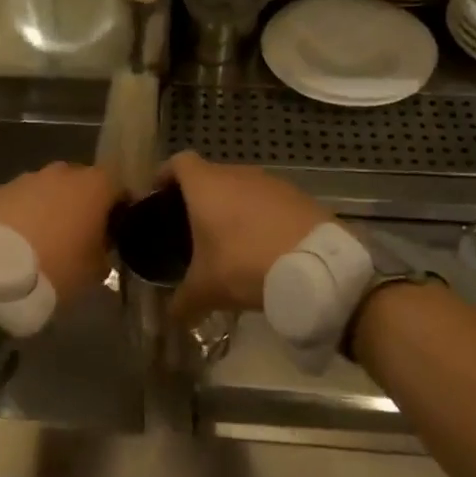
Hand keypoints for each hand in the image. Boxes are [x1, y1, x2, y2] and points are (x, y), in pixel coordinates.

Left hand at [0, 162, 118, 303]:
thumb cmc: (59, 268)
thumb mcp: (96, 269)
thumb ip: (105, 250)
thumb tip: (101, 244)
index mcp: (94, 186)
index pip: (118, 186)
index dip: (119, 206)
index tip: (117, 228)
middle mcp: (62, 173)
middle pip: (81, 181)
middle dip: (82, 202)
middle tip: (81, 231)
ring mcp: (27, 179)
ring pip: (47, 187)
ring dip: (51, 204)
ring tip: (46, 235)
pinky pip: (20, 198)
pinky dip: (23, 211)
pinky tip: (19, 237)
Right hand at [160, 152, 333, 320]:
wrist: (317, 267)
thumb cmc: (246, 265)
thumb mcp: (207, 289)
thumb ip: (183, 300)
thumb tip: (173, 314)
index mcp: (206, 185)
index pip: (178, 162)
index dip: (165, 175)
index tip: (158, 195)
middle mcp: (238, 174)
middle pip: (211, 175)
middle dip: (200, 197)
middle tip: (192, 228)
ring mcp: (272, 182)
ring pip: (242, 187)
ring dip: (233, 206)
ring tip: (231, 239)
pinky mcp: (299, 196)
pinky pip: (270, 201)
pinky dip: (262, 216)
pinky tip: (264, 245)